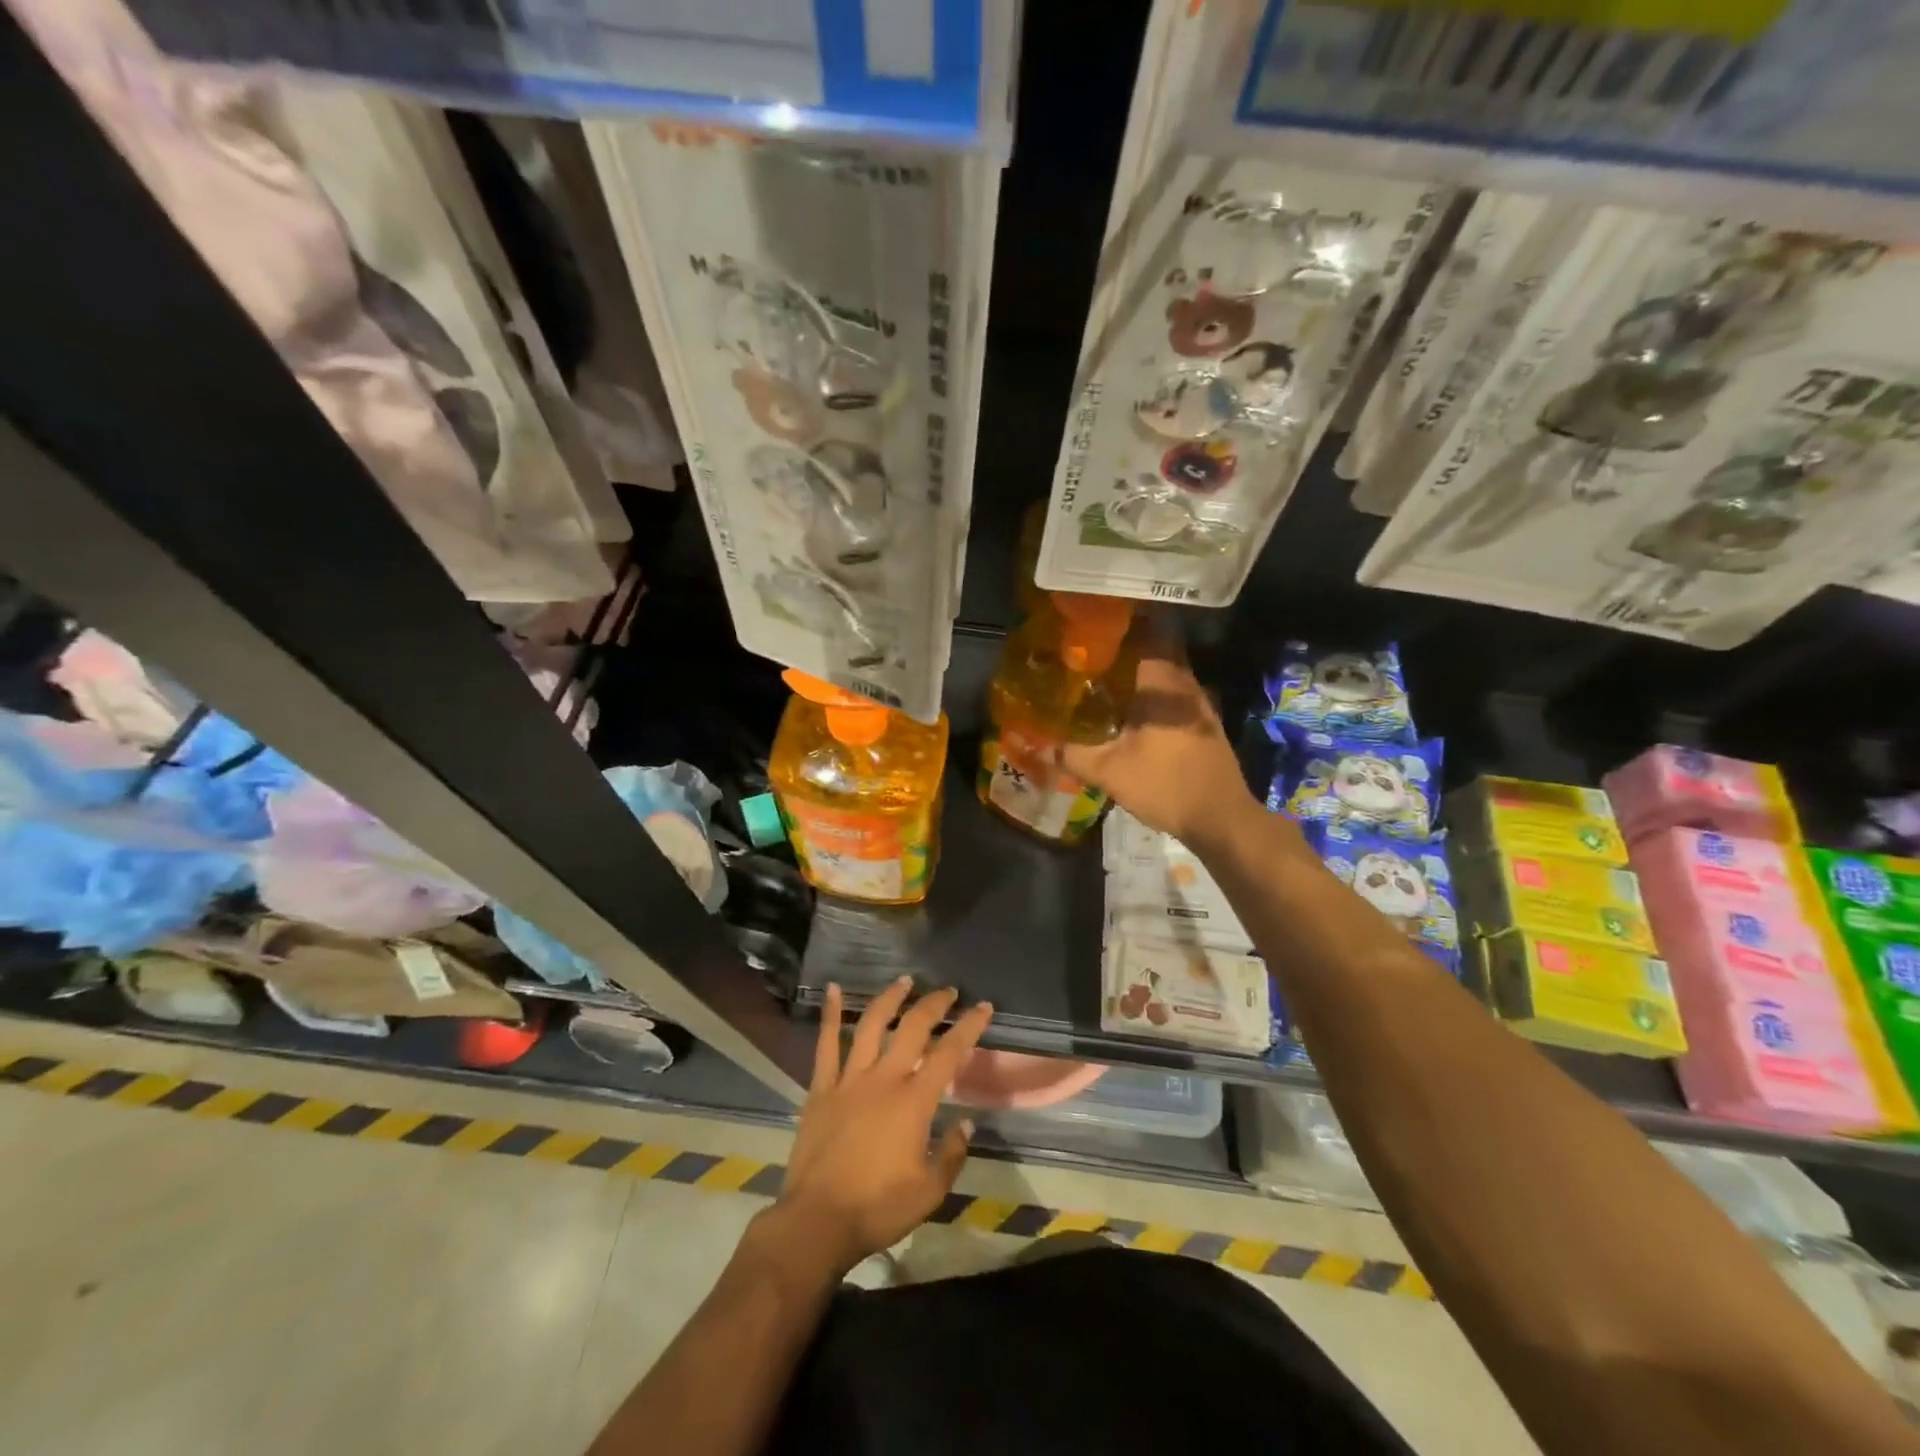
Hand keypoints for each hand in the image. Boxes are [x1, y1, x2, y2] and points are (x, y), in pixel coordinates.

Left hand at [773, 979, 992, 1277]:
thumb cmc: (878, 1208)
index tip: (983, 1007)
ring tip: (904, 981)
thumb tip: (965, 1123)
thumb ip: (952, 1153)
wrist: (817, 1221)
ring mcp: (849, 1079)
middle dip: (934, 1004)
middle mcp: (884, 1079)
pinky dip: (830, 1014)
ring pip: (872, 1024)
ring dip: (890, 998)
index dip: (969, 1026)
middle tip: (948, 991)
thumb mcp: (930, 1191)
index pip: (949, 1052)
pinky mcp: (821, 1088)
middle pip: (912, 1027)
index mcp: (914, 1101)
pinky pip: (826, 1044)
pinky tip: (833, 989)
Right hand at [1061, 644, 1251, 845]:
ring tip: (1110, 682)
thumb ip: (1073, 755)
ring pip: (1168, 677)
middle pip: (1158, 653)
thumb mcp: (1109, 772)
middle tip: (1095, 655)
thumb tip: (1044, 745)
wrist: (1221, 818)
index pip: (1148, 634)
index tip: (1099, 624)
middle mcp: (1186, 686)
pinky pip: (1177, 698)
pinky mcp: (1207, 726)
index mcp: (1162, 684)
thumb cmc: (1165, 785)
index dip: (1125, 625)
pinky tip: (1135, 715)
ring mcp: (1201, 706)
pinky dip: (1156, 698)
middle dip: (1129, 650)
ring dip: (1143, 676)